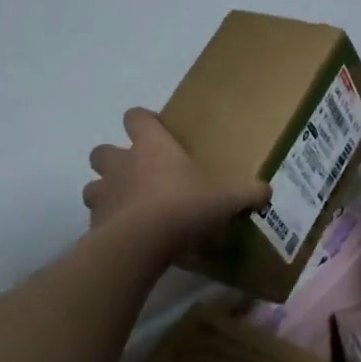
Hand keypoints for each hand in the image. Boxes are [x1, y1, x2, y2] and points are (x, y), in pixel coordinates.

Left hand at [82, 109, 269, 253]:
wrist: (141, 244)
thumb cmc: (184, 205)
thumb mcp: (227, 197)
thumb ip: (247, 192)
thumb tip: (267, 191)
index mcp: (152, 147)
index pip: (136, 117)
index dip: (143, 121)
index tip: (156, 132)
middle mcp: (122, 164)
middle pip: (102, 151)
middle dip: (115, 160)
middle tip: (139, 175)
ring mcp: (104, 195)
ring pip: (93, 186)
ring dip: (107, 193)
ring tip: (129, 208)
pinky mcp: (94, 226)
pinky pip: (97, 221)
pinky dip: (108, 226)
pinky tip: (128, 238)